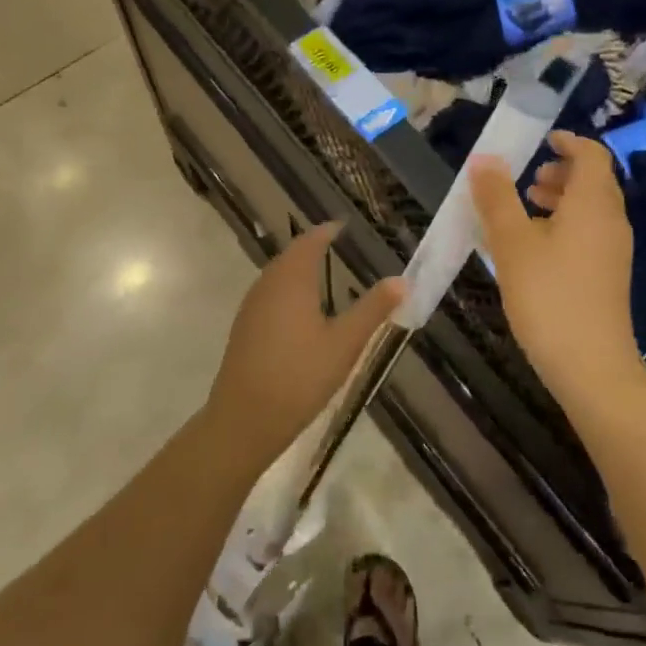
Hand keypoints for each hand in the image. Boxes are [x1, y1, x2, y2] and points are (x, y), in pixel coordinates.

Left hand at [204, 224, 402, 466]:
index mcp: (292, 280)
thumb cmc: (300, 376)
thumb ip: (373, 309)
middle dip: (311, 248)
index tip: (341, 226)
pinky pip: (268, 295)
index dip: (326, 232)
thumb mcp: (345, 343)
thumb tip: (402, 280)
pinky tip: (299, 310)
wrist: (246, 418)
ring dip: (297, 269)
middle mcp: (267, 285)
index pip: (309, 242)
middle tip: (334, 245)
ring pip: (276, 276)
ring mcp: (251, 307)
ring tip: (320, 273)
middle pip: (289, 256)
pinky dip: (286, 290)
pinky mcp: (244, 329)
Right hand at [470, 133, 638, 399]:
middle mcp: (611, 221)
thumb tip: (485, 159)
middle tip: (527, 179)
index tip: (543, 139)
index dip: (569, 142)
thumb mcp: (512, 243)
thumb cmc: (548, 295)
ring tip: (526, 208)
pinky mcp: (608, 276)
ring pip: (591, 210)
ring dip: (561, 200)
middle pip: (594, 182)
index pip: (592, 155)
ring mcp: (614, 251)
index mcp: (593, 204)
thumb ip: (497, 198)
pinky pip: (589, 233)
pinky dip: (565, 225)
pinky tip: (534, 248)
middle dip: (561, 172)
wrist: (589, 364)